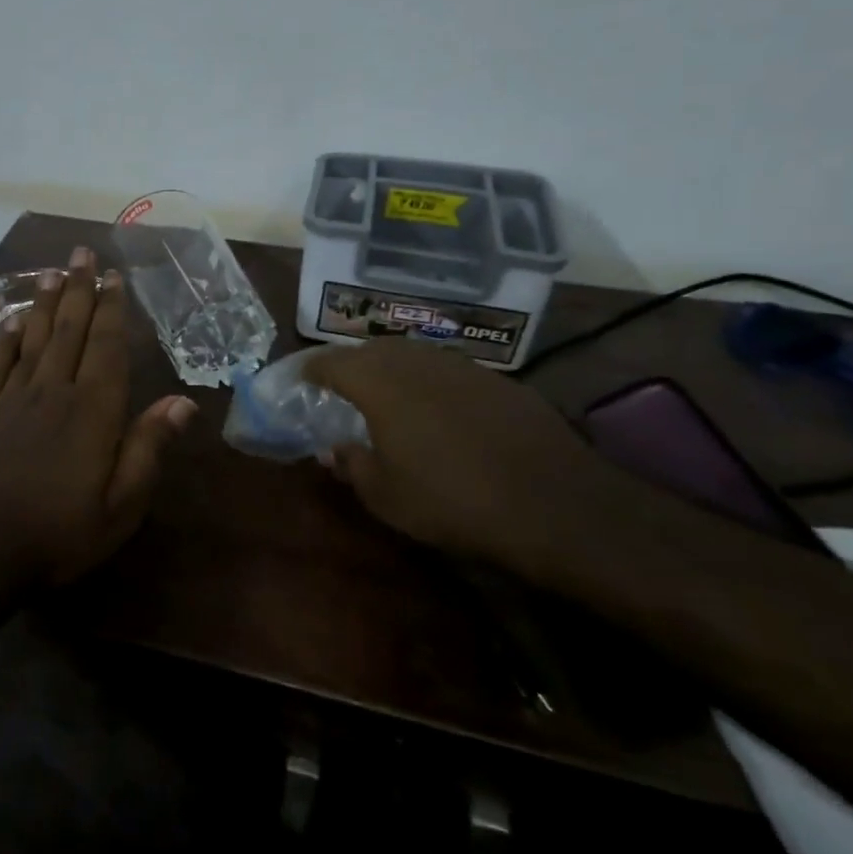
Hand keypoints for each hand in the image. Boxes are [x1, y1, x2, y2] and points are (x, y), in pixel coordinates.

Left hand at [0, 247, 196, 584]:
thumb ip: (147, 449)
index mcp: (92, 410)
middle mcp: (52, 391)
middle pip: (68, 329)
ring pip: (33, 337)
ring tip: (51, 271)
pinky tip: (10, 323)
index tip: (114, 276)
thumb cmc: (54, 534)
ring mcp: (11, 399)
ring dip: (44, 302)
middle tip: (81, 253)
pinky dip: (5, 338)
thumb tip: (183, 402)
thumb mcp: (119, 507)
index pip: (107, 347)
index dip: (112, 309)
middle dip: (78, 289)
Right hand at [304, 340, 624, 575]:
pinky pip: (447, 370)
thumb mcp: (385, 496)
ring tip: (385, 392)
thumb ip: (352, 465)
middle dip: (350, 364)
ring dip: (391, 368)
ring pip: (412, 354)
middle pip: (371, 350)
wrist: (552, 503)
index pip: (331, 362)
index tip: (300, 379)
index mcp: (379, 383)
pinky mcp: (497, 380)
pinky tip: (438, 408)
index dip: (311, 369)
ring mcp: (460, 366)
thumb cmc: (451, 500)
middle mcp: (416, 362)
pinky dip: (429, 381)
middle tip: (340, 386)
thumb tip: (334, 449)